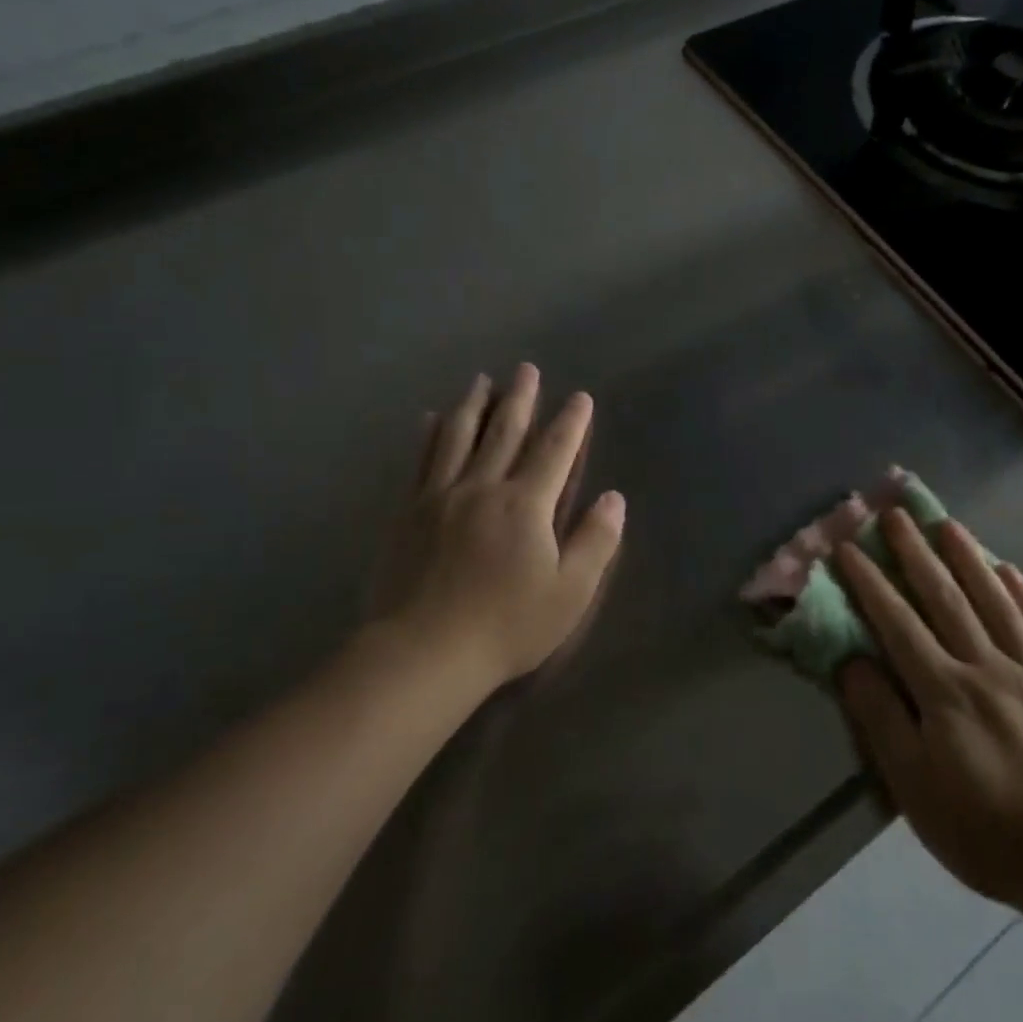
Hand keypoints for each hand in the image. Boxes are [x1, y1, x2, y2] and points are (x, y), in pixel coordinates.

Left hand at [375, 364, 625, 688]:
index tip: (579, 397)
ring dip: (473, 404)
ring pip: (459, 437)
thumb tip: (614, 497)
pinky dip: (428, 435)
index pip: (554, 451)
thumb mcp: (570, 592)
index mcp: (526, 504)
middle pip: (505, 432)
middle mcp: (483, 487)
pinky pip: (420, 461)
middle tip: (526, 369)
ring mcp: (440, 496)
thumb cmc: (507, 626)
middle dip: (520, 398)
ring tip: (481, 379)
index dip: (570, 422)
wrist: (424, 653)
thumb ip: (595, 541)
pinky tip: (429, 419)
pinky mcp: (408, 512)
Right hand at [834, 511, 1022, 910]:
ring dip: (968, 558)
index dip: (870, 581)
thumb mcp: (915, 789)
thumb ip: (882, 719)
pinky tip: (1010, 569)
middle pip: (944, 598)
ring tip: (948, 523)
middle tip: (895, 512)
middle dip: (915, 552)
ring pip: (994, 601)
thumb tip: (853, 661)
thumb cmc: (986, 831)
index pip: (897, 623)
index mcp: (944, 692)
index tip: (848, 546)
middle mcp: (986, 667)